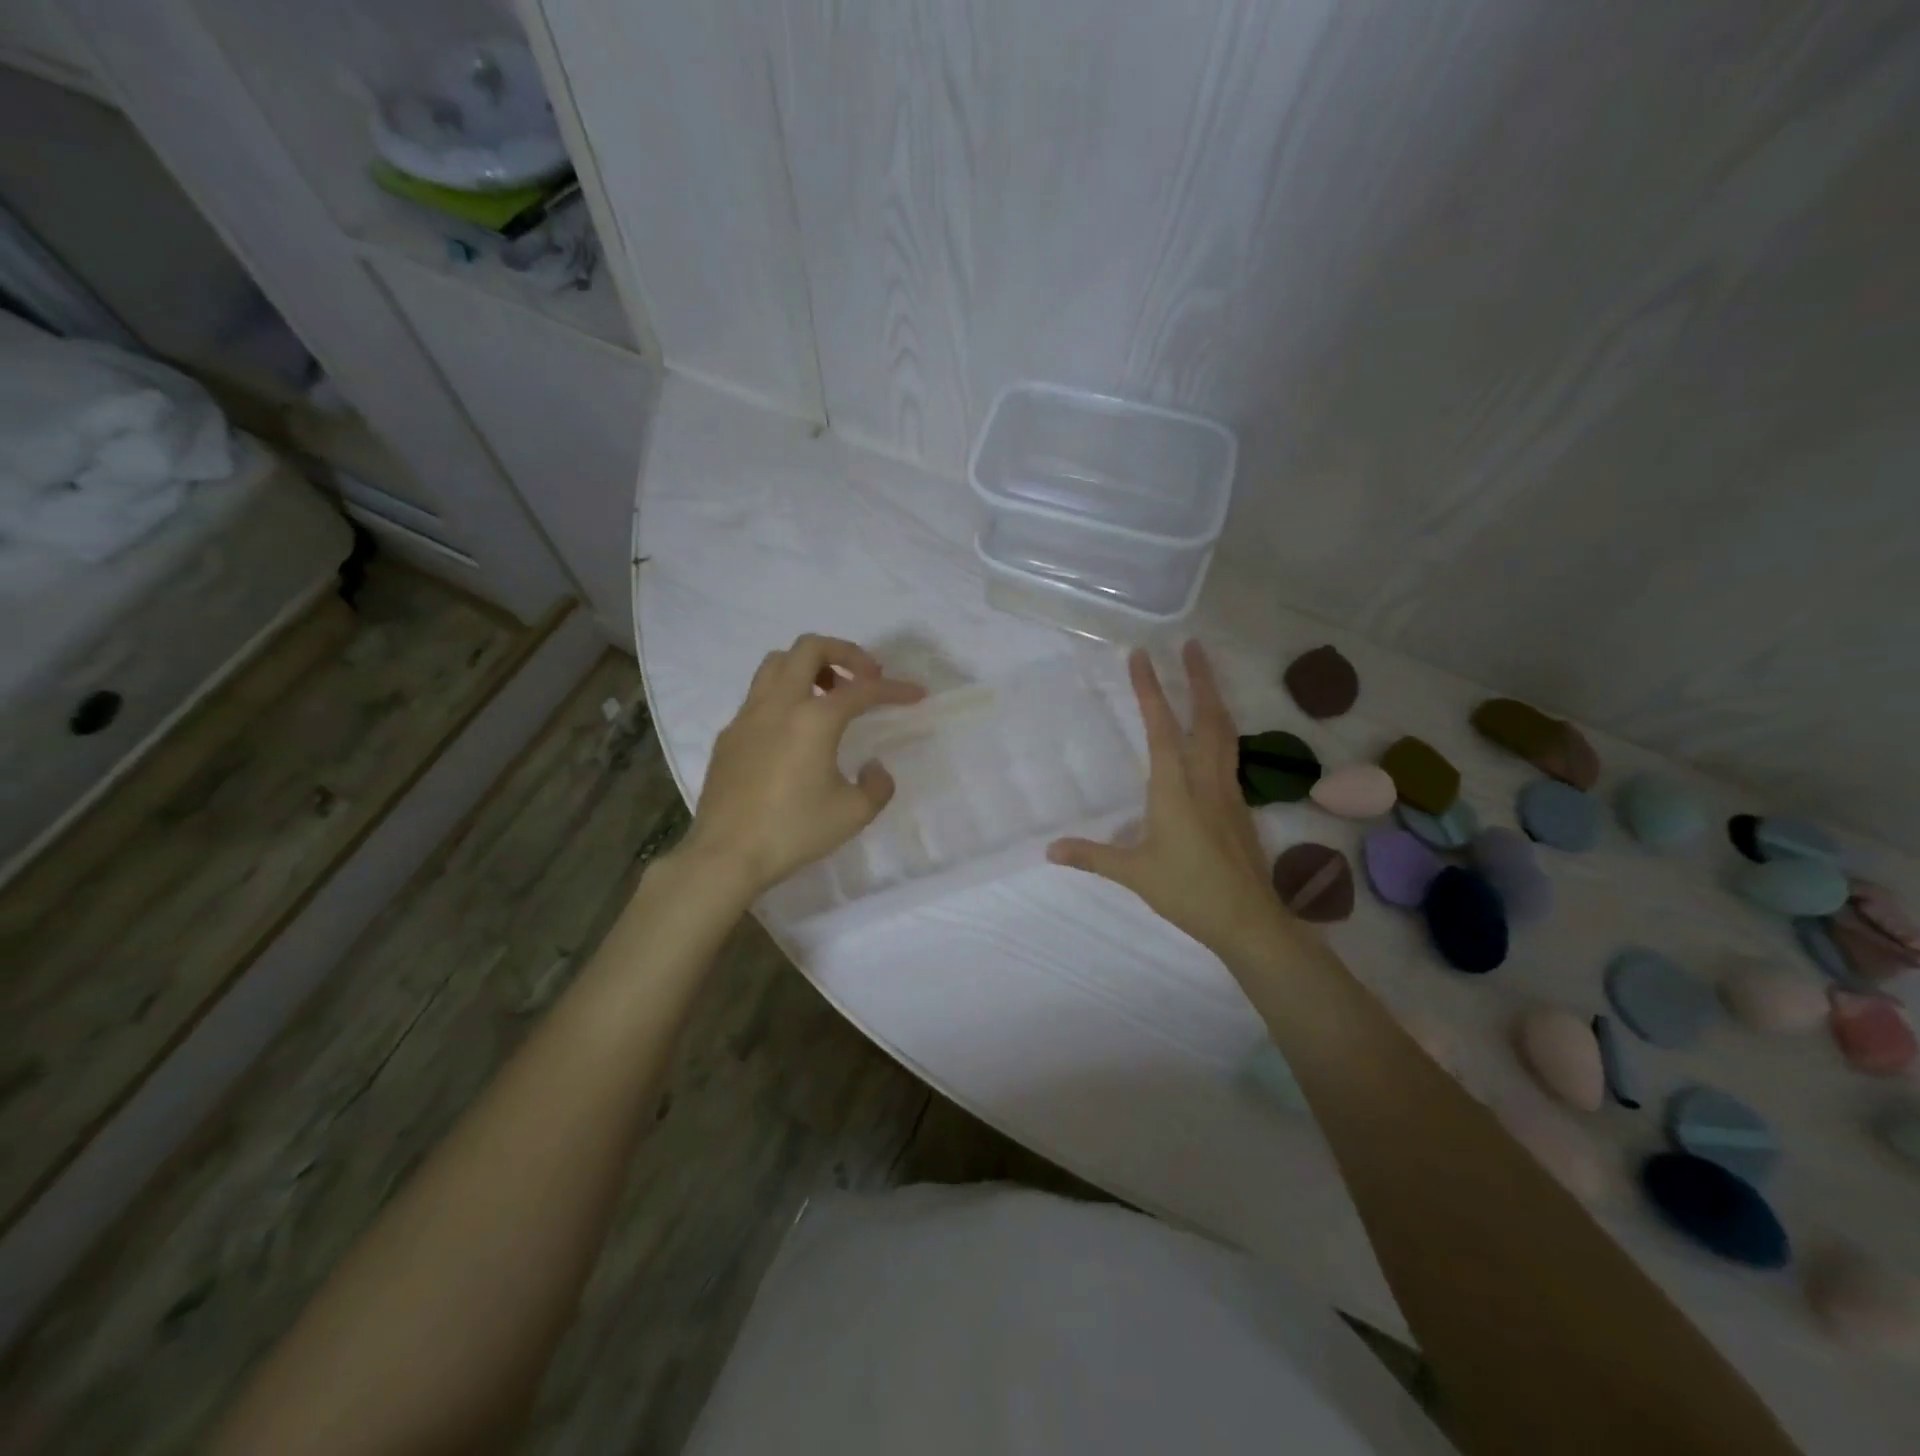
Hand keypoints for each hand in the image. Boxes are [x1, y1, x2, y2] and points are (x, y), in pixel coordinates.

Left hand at [683, 634, 925, 897]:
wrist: (726, 854)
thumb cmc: (793, 831)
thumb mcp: (853, 814)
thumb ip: (876, 785)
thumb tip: (873, 768)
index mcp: (814, 719)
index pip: (863, 690)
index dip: (894, 689)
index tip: (916, 694)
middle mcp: (779, 704)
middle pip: (810, 648)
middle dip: (845, 652)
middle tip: (865, 677)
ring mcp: (747, 716)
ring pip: (776, 664)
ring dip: (808, 667)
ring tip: (828, 695)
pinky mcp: (728, 735)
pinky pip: (758, 696)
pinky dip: (783, 696)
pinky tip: (793, 732)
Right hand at [1047, 642, 1280, 953]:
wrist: (1248, 919)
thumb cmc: (1188, 891)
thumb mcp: (1134, 873)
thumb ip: (1092, 856)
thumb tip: (1050, 850)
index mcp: (1175, 788)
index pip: (1162, 727)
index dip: (1150, 689)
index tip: (1142, 655)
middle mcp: (1205, 779)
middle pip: (1207, 717)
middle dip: (1199, 678)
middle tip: (1192, 644)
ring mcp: (1228, 790)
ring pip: (1226, 732)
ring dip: (1215, 698)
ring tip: (1206, 675)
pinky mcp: (1240, 805)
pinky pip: (1231, 753)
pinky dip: (1223, 729)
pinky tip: (1216, 734)